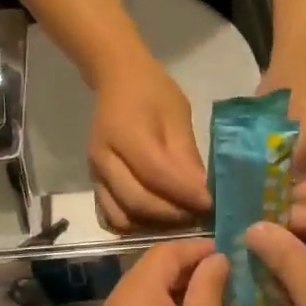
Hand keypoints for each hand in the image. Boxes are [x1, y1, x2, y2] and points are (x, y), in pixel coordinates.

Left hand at [87, 239, 232, 305]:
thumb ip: (208, 287)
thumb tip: (215, 259)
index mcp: (132, 295)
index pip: (163, 254)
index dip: (196, 249)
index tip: (226, 253)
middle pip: (146, 275)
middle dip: (183, 272)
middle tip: (221, 278)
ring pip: (138, 302)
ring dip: (170, 297)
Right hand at [90, 58, 210, 232]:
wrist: (117, 80)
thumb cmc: (153, 92)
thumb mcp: (177, 115)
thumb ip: (186, 154)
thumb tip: (202, 191)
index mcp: (125, 134)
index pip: (156, 174)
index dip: (185, 193)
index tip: (211, 203)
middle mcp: (104, 158)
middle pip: (138, 201)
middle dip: (173, 214)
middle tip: (200, 215)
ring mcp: (95, 174)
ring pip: (122, 216)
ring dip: (154, 225)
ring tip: (180, 218)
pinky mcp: (94, 183)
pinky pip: (111, 216)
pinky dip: (135, 225)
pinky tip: (158, 219)